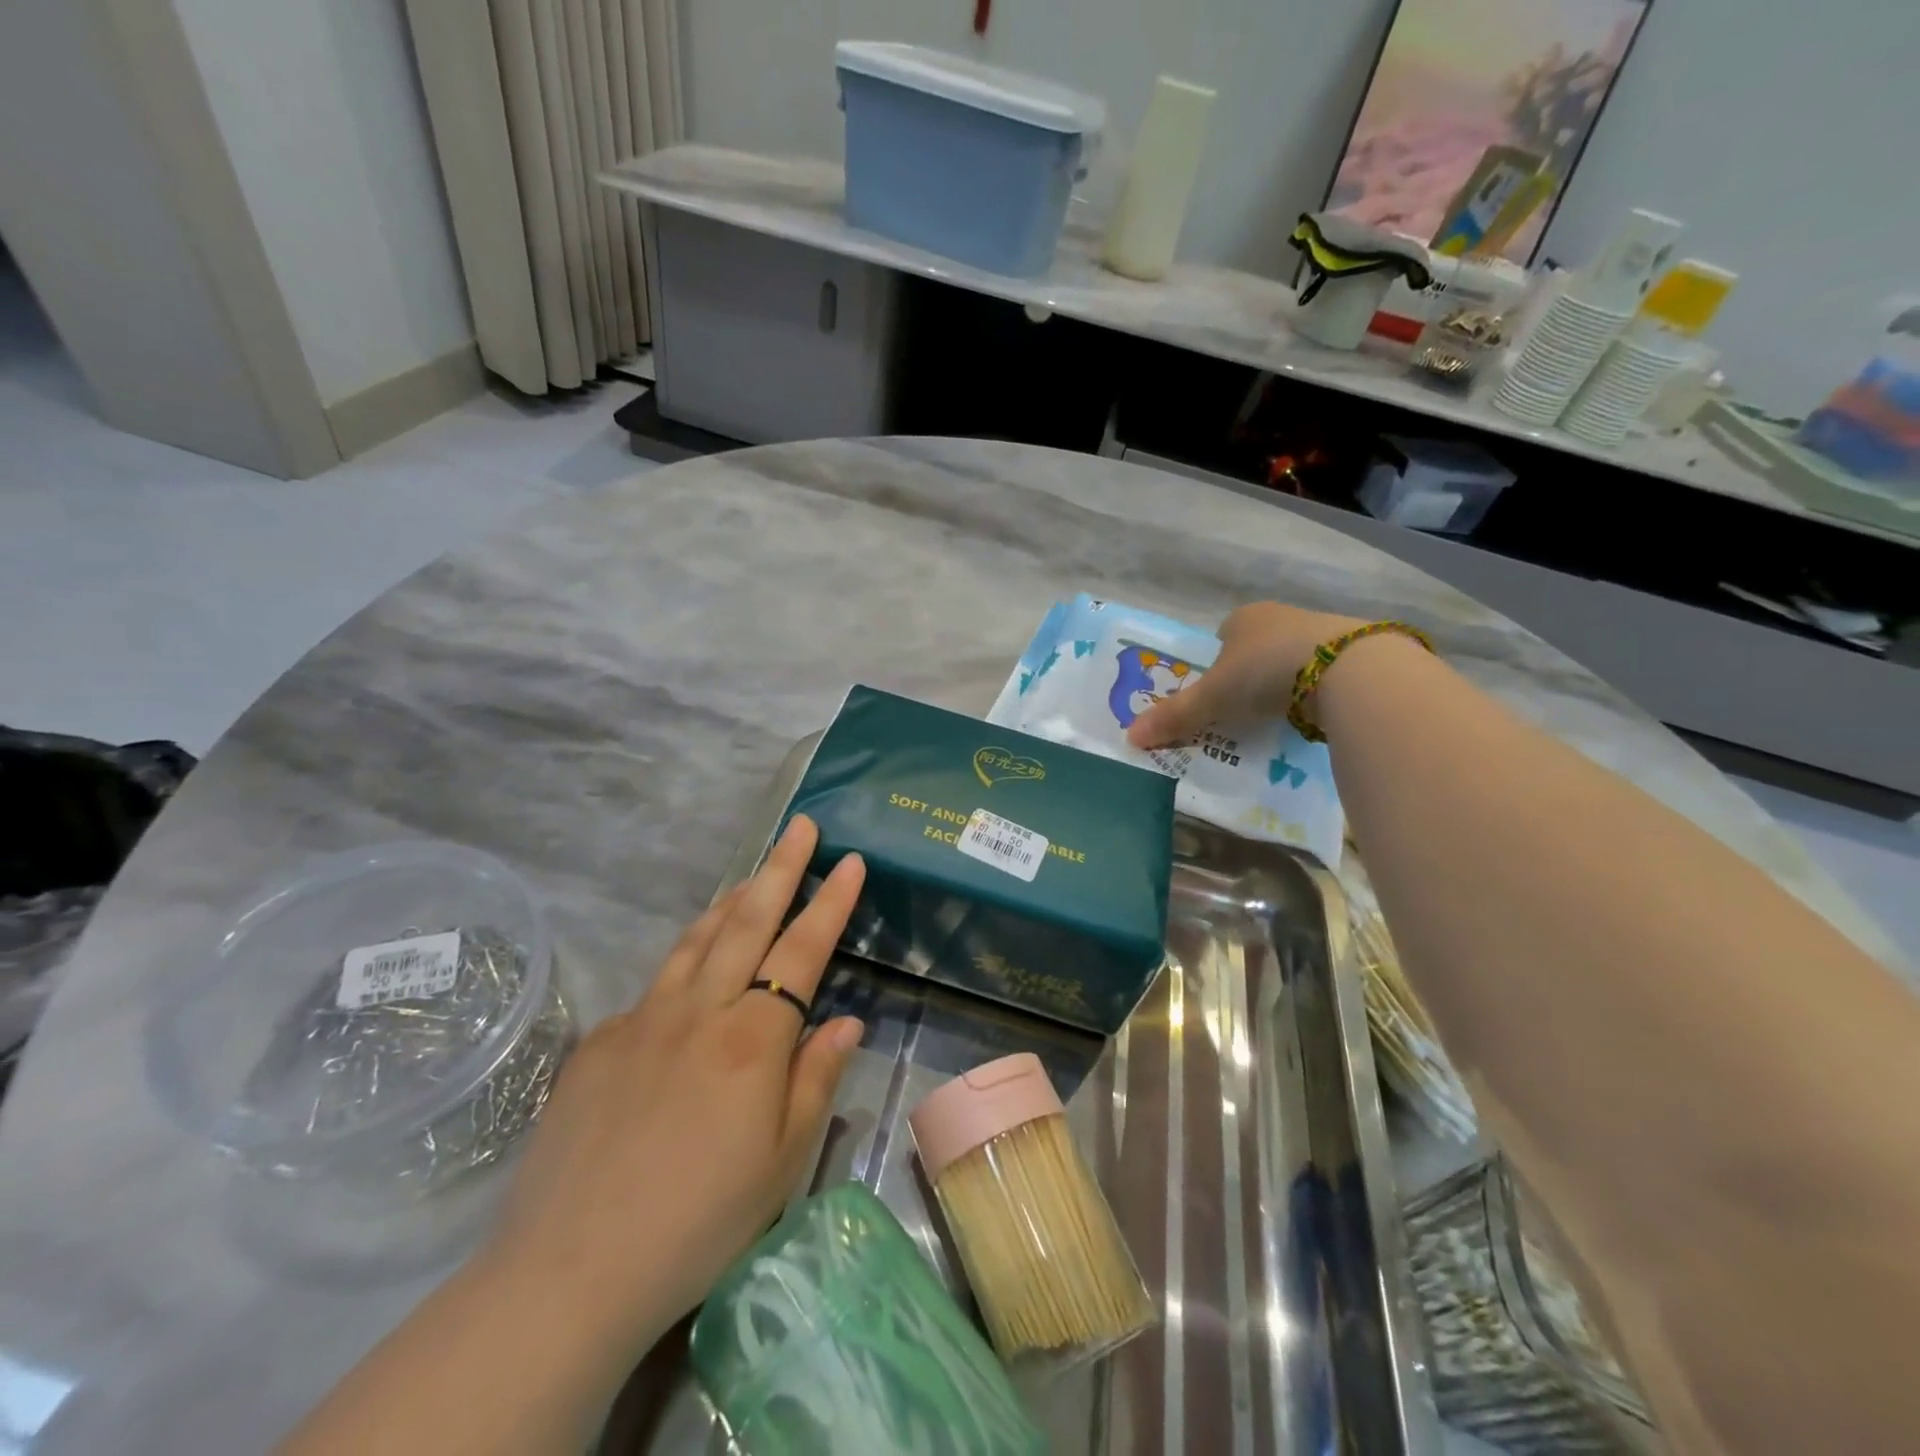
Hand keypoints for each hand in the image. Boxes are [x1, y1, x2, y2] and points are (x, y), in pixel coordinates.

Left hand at [481, 815, 865, 1354]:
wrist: (572, 1270)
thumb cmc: (701, 1221)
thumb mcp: (783, 1161)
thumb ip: (817, 1079)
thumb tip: (846, 1020)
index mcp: (753, 1039)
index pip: (803, 951)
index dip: (831, 902)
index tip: (851, 861)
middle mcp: (700, 1011)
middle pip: (747, 921)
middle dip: (780, 868)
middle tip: (799, 826)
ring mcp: (643, 1020)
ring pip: (696, 941)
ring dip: (729, 902)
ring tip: (750, 876)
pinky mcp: (600, 1042)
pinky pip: (654, 989)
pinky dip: (682, 965)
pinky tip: (688, 979)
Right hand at [1127, 602, 1368, 748]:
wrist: (1348, 670)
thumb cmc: (1265, 672)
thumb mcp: (1211, 698)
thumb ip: (1174, 716)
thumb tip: (1129, 737)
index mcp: (1243, 618)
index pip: (1220, 640)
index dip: (1213, 668)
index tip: (1213, 698)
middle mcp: (1280, 617)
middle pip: (1253, 652)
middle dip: (1246, 680)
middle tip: (1238, 714)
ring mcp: (1319, 632)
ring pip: (1287, 663)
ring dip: (1279, 687)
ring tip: (1273, 720)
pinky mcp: (1352, 654)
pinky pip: (1319, 676)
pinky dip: (1309, 695)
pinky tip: (1307, 716)